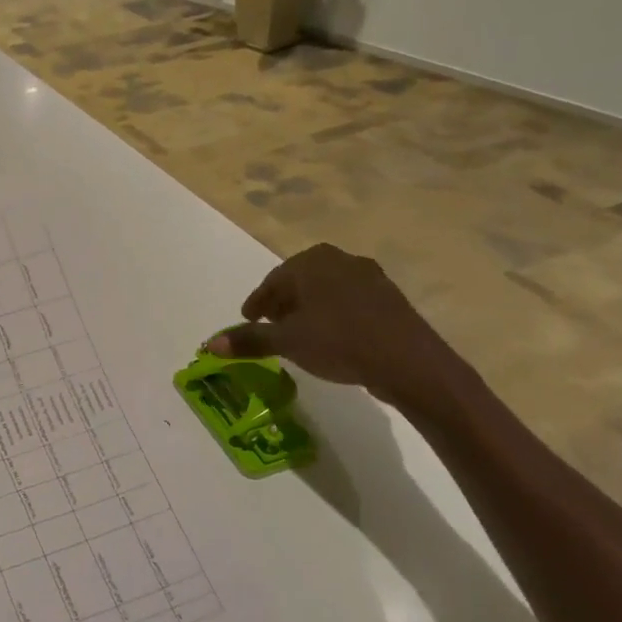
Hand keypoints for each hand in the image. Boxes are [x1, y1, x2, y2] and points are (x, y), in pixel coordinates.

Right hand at [208, 244, 463, 408]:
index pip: (273, 280)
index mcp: (311, 262)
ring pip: (326, 289)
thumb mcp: (287, 342)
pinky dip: (333, 313)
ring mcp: (369, 276)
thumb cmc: (340, 342)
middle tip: (270, 324)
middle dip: (283, 302)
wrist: (410, 362)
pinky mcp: (390, 297)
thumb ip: (249, 340)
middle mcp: (340, 260)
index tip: (248, 319)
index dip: (258, 302)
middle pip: (300, 281)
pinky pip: (349, 300)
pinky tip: (331, 336)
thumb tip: (211, 343)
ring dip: (308, 307)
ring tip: (299, 332)